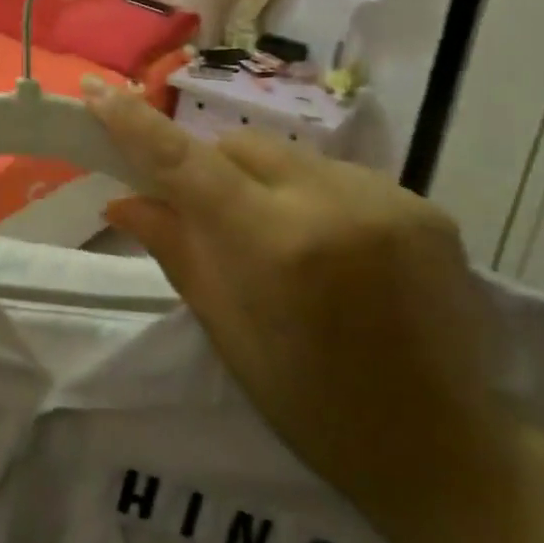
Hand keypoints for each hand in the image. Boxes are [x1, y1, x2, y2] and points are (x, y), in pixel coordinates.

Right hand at [83, 76, 514, 524]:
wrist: (445, 452)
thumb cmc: (314, 407)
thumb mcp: (228, 332)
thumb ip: (177, 250)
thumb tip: (121, 201)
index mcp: (274, 246)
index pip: (188, 164)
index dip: (136, 124)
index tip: (98, 90)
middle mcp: (332, 203)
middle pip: (242, 145)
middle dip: (212, 167)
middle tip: (207, 214)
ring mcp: (388, 199)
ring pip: (292, 157)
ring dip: (266, 182)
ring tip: (281, 240)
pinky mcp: (426, 206)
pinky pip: (342, 176)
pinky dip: (316, 198)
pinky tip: (333, 248)